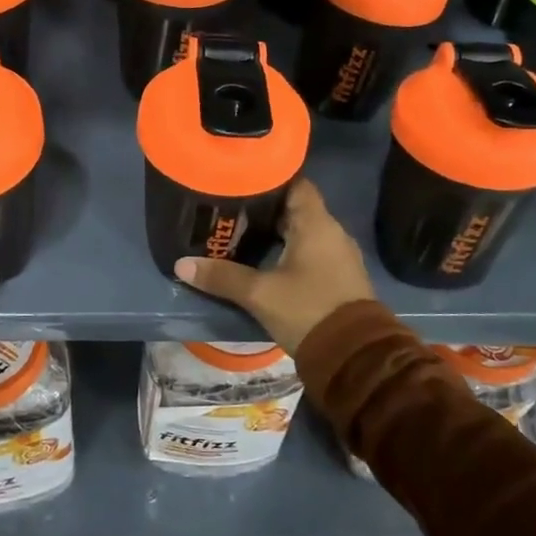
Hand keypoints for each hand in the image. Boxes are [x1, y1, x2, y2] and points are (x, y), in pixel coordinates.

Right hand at [175, 179, 375, 354]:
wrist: (354, 357)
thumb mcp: (259, 294)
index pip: (295, 183)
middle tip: (231, 208)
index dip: (269, 178)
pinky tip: (266, 259)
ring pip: (303, 231)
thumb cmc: (308, 310)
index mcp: (317, 224)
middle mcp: (332, 232)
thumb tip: (181, 264)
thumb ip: (222, 277)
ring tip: (242, 232)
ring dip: (277, 231)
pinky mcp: (339, 277)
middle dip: (265, 208)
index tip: (241, 180)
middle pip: (296, 208)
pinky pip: (311, 251)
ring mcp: (338, 256)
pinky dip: (289, 250)